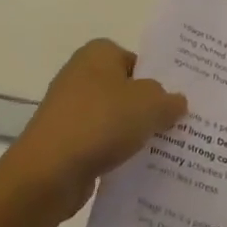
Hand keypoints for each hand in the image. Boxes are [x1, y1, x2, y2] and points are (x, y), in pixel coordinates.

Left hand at [0, 39, 186, 222]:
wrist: (47, 173)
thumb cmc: (100, 123)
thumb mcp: (149, 104)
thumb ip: (168, 100)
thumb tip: (177, 102)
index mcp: (99, 52)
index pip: (138, 61)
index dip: (160, 80)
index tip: (178, 102)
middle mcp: (81, 74)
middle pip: (126, 90)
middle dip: (149, 108)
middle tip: (178, 126)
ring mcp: (69, 109)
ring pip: (114, 118)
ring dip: (133, 134)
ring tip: (164, 151)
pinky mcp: (64, 142)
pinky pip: (100, 143)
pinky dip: (115, 153)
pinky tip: (136, 169)